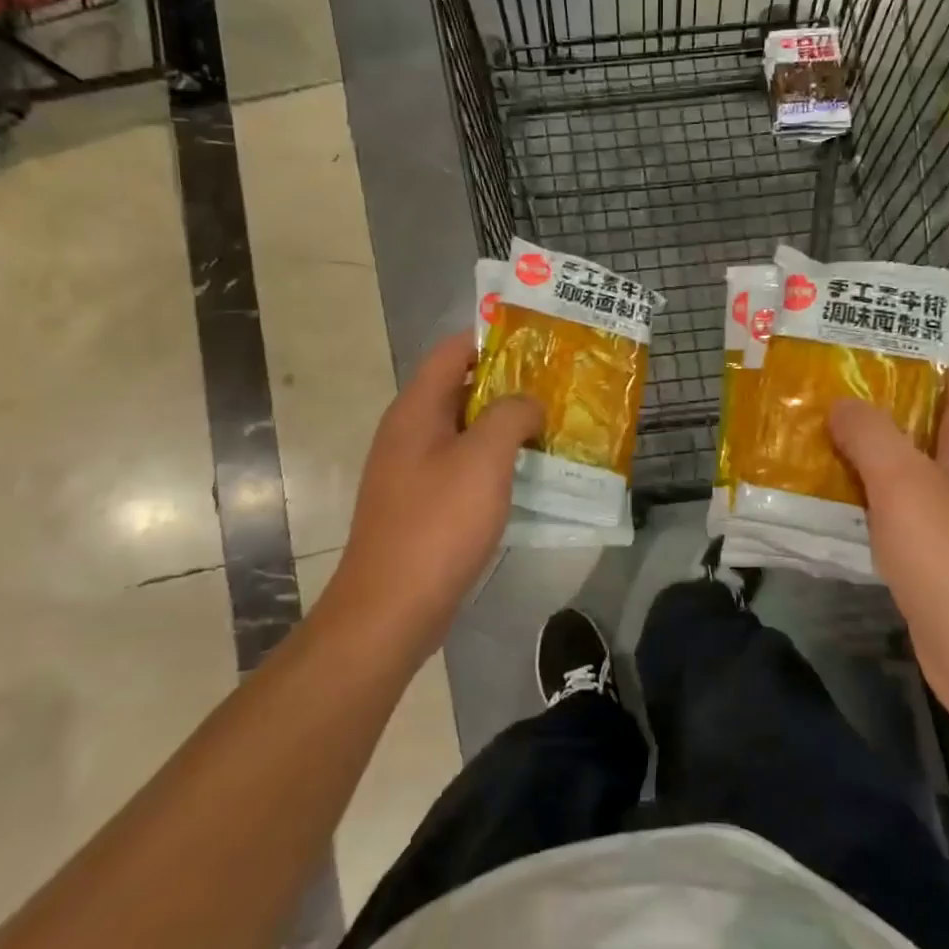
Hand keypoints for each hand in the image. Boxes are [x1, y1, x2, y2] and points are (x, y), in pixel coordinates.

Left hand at [327, 332, 542, 654]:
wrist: (391, 609)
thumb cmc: (438, 524)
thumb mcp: (484, 459)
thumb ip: (511, 415)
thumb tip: (528, 402)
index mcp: (416, 409)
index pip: (453, 350)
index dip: (494, 339)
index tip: (540, 344)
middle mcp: (409, 431)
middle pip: (461, 388)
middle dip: (509, 385)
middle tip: (557, 387)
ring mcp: (413, 470)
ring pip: (465, 431)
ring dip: (505, 427)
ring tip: (553, 427)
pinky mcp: (422, 503)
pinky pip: (463, 466)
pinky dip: (495, 462)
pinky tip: (529, 475)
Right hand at [828, 356, 948, 705]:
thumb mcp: (906, 485)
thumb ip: (872, 434)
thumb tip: (843, 404)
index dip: (917, 351)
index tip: (862, 341)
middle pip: (928, 418)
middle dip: (877, 400)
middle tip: (820, 386)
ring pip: (909, 465)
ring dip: (867, 449)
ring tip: (813, 431)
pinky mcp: (942, 553)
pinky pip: (901, 508)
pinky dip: (868, 495)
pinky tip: (827, 494)